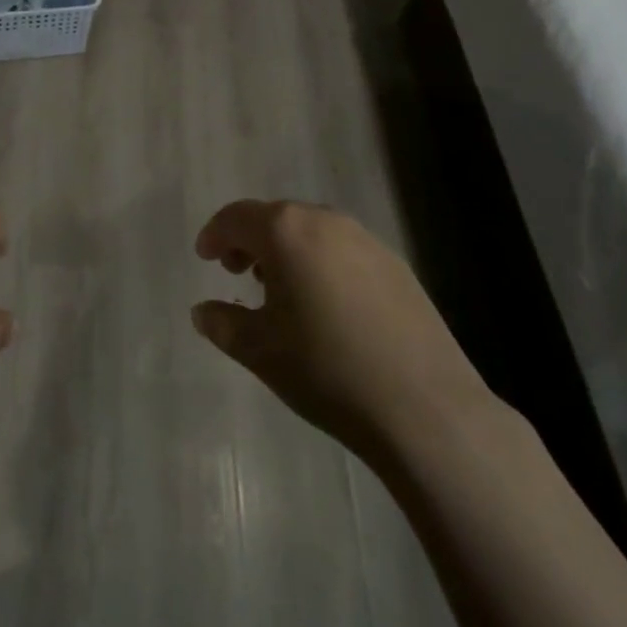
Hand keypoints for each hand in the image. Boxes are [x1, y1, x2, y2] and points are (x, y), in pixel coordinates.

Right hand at [191, 200, 489, 467]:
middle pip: (275, 218)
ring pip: (311, 232)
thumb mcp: (260, 351)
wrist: (424, 408)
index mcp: (286, 231)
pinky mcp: (395, 265)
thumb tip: (201, 310)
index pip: (236, 217)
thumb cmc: (327, 370)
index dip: (215, 234)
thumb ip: (223, 323)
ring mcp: (365, 240)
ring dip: (287, 251)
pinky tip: (326, 305)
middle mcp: (324, 220)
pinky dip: (321, 263)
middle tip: (236, 271)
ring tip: (280, 290)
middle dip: (250, 241)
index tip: (204, 257)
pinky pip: (342, 250)